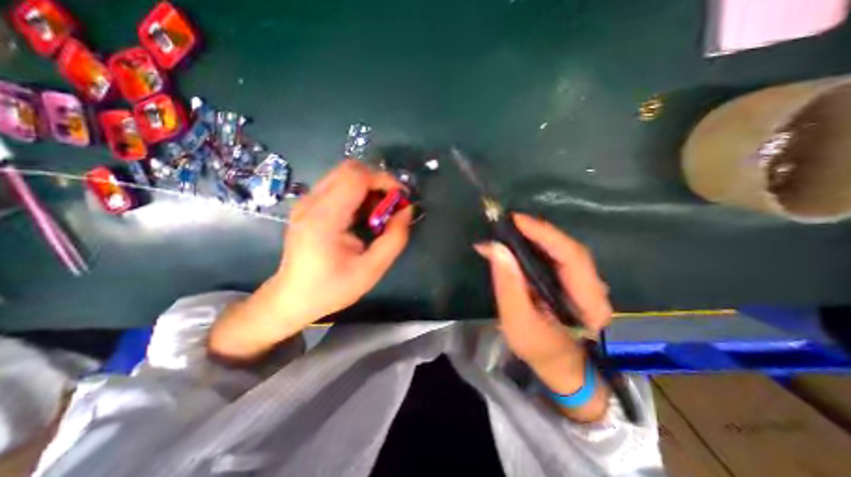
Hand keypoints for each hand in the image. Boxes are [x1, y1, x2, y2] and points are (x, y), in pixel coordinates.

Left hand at [271, 162, 414, 324]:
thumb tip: (407, 211)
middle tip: (392, 203)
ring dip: (369, 186)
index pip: (356, 177)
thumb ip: (394, 239)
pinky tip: (363, 214)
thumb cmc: (331, 288)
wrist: (292, 298)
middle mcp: (311, 202)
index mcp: (324, 219)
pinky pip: (338, 185)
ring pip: (344, 175)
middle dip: (378, 180)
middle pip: (350, 169)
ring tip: (379, 211)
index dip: (384, 180)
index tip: (402, 197)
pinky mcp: (308, 205)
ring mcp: (306, 201)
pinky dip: (358, 192)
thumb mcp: (371, 270)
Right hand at [479, 214, 611, 385]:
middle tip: (510, 222)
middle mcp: (594, 288)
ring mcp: (585, 283)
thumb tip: (496, 248)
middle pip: (568, 248)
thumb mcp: (517, 322)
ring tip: (511, 230)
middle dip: (539, 232)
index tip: (516, 220)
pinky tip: (520, 243)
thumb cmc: (539, 350)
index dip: (544, 234)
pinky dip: (537, 246)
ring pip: (563, 250)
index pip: (571, 256)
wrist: (559, 365)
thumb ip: (508, 286)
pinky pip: (556, 257)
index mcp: (589, 302)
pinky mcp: (572, 281)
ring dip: (537, 237)